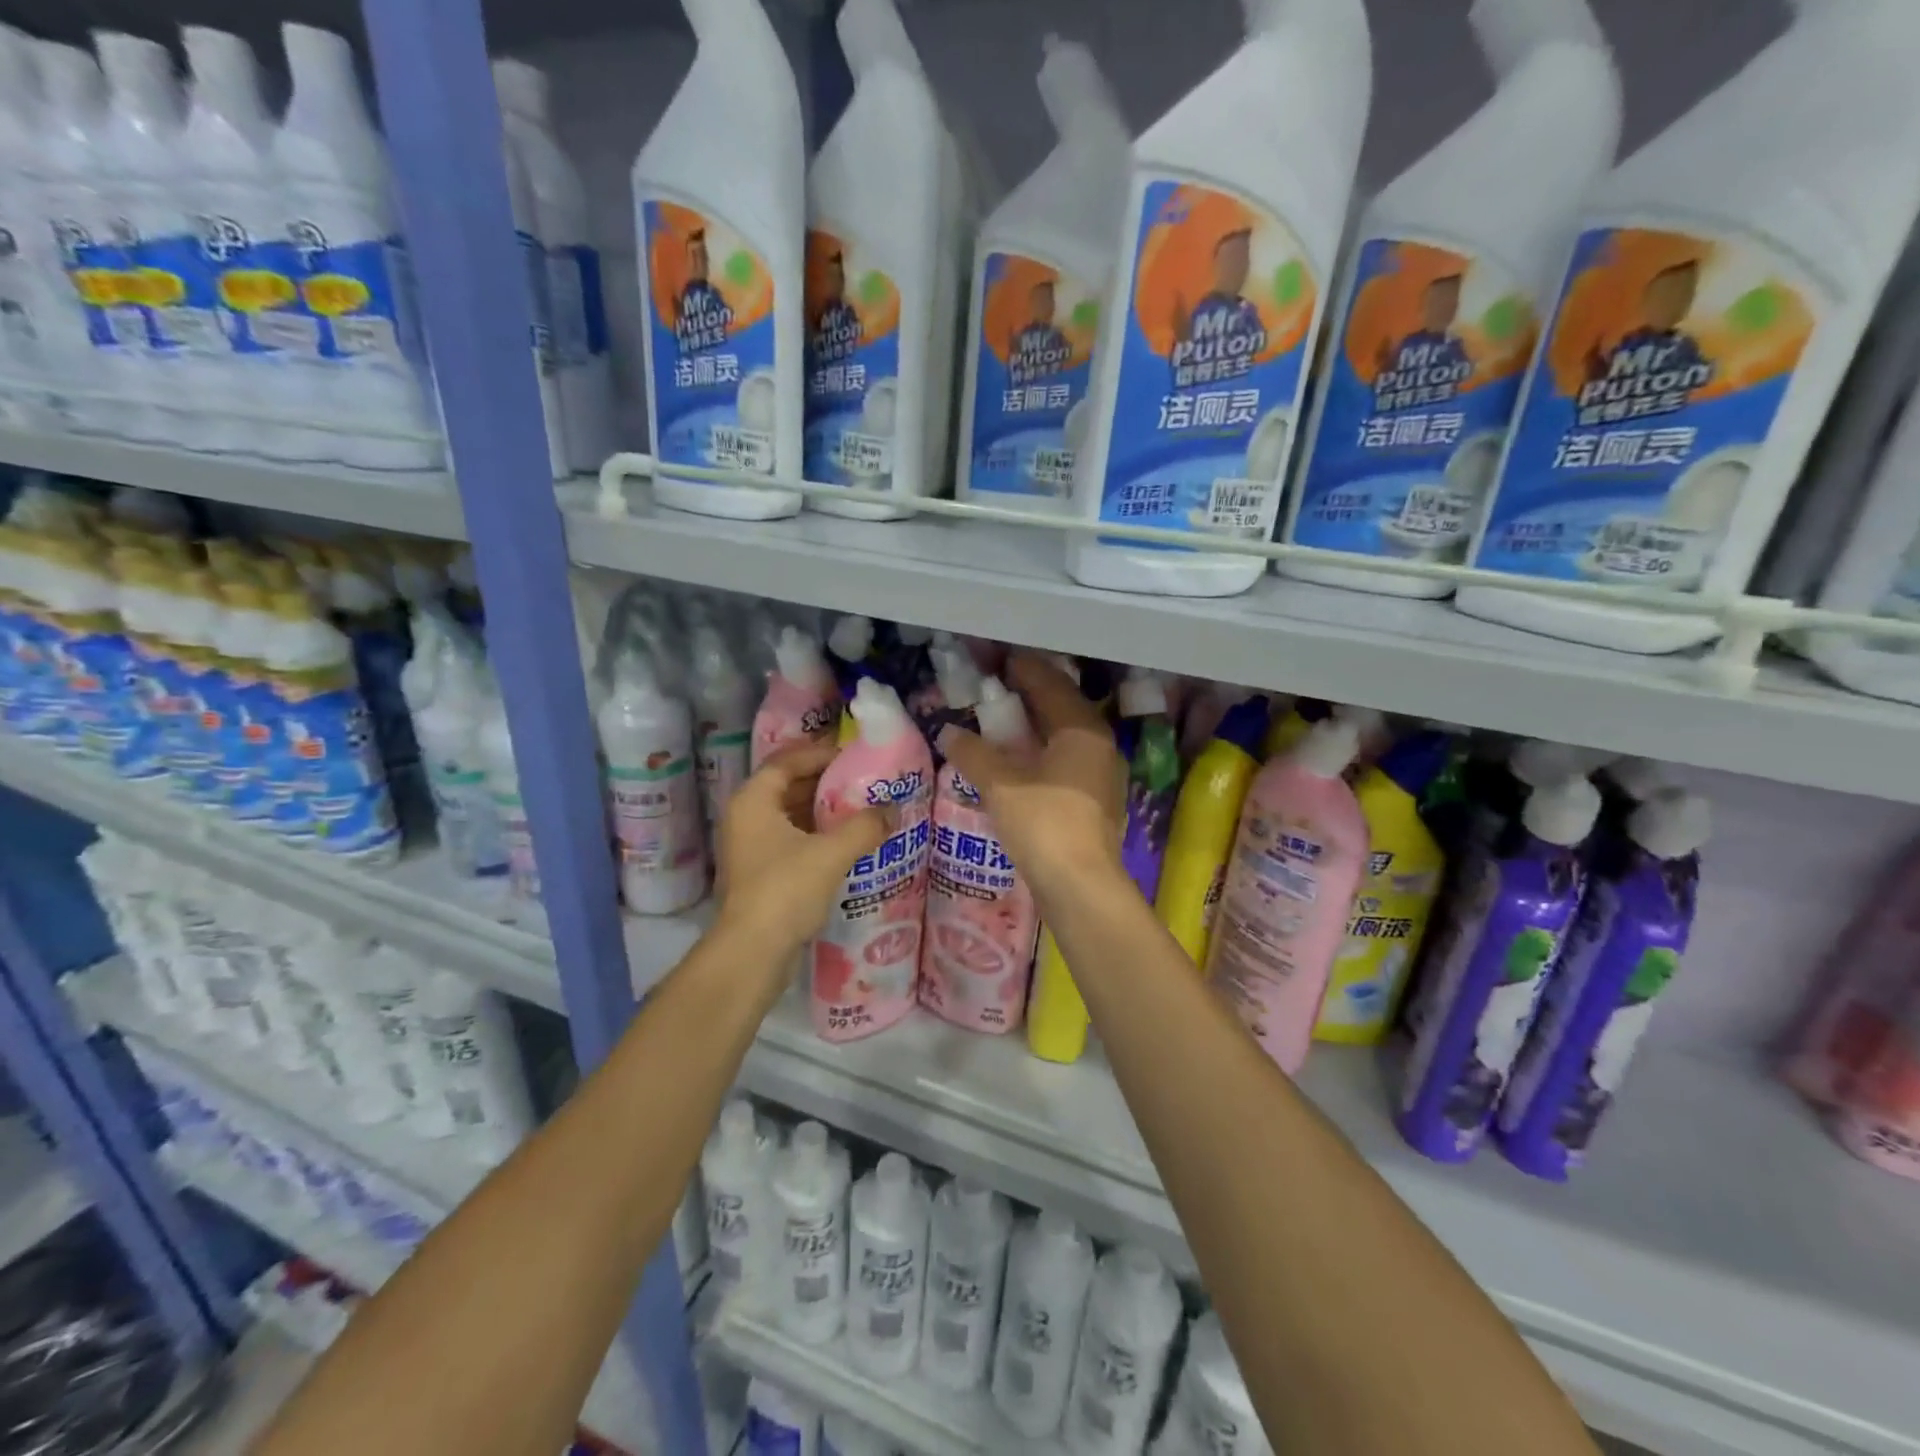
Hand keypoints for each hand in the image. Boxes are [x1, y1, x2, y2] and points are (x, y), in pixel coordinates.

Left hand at [713, 739, 888, 957]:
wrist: (752, 952)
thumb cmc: (785, 890)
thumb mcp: (831, 853)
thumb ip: (864, 827)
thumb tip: (892, 811)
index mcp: (753, 801)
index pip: (786, 761)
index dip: (818, 753)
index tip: (852, 755)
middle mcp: (745, 818)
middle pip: (787, 786)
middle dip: (824, 782)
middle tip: (862, 780)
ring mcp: (750, 847)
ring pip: (790, 815)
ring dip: (822, 810)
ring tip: (861, 808)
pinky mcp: (759, 873)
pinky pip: (791, 840)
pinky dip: (816, 835)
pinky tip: (846, 842)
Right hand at [937, 652, 1126, 901]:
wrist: (1081, 886)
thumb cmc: (1044, 824)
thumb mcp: (1001, 784)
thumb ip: (974, 753)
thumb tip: (949, 732)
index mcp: (1082, 729)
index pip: (1051, 685)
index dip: (1024, 669)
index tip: (999, 659)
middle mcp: (1099, 745)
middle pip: (1062, 708)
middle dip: (1030, 696)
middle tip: (997, 688)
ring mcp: (1102, 775)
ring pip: (1065, 737)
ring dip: (1035, 727)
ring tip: (1004, 724)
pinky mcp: (1095, 802)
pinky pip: (1065, 762)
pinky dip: (1041, 753)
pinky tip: (1020, 763)